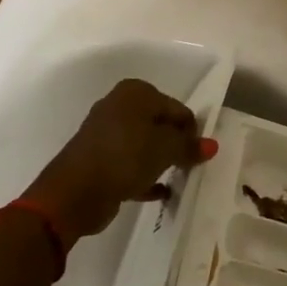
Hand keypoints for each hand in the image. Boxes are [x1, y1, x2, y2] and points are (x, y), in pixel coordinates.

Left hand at [22, 79, 215, 243]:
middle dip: (176, 145)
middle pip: (160, 124)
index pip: (177, 108)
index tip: (200, 155)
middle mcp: (119, 106)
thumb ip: (189, 146)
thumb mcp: (165, 149)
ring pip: (144, 145)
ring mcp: (106, 133)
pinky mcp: (99, 159)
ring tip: (178, 179)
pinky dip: (145, 175)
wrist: (74, 192)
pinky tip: (160, 193)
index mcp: (136, 92)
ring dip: (161, 161)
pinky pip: (130, 164)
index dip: (192, 131)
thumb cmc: (125, 157)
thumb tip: (212, 145)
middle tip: (190, 167)